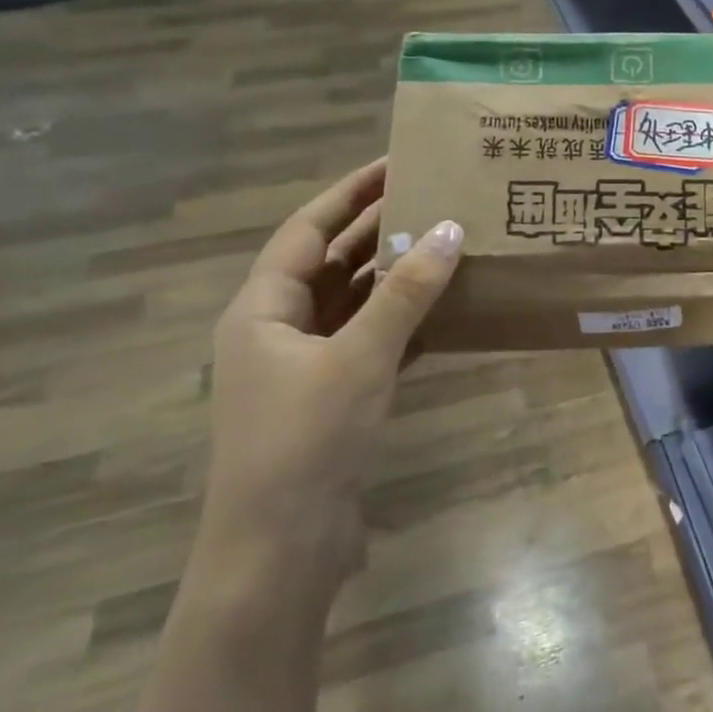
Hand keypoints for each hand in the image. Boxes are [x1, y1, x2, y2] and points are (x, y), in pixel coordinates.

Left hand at [202, 159, 463, 605]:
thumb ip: (406, 293)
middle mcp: (279, 329)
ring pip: (355, 304)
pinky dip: (404, 323)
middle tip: (433, 196)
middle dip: (378, 230)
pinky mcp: (334, 398)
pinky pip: (372, 342)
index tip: (395, 162)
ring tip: (447, 243)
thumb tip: (449, 229)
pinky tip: (445, 309)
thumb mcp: (360, 357)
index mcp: (263, 308)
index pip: (308, 229)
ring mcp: (307, 367)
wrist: (282, 549)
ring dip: (396, 277)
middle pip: (332, 263)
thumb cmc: (307, 440)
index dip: (350, 193)